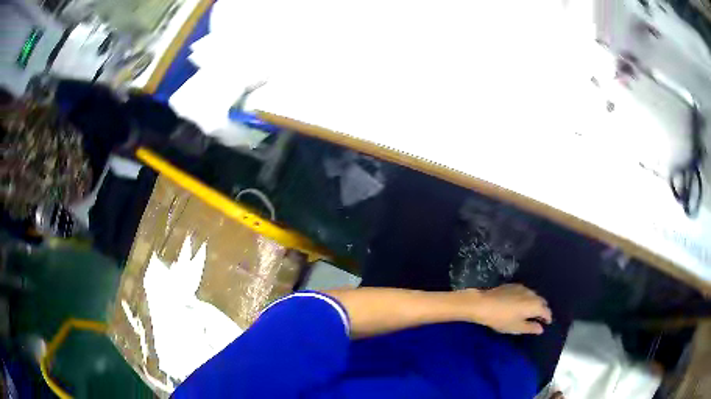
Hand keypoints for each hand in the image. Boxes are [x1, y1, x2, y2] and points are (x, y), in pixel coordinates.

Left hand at [456, 284, 551, 334]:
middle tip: (540, 318)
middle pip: (541, 301)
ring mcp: (523, 288)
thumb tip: (541, 328)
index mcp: (535, 305)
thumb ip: (531, 328)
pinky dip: (527, 298)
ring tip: (531, 312)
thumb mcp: (516, 327)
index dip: (548, 317)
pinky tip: (521, 304)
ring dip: (535, 303)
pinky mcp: (513, 285)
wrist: (484, 304)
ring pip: (534, 295)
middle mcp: (532, 294)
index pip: (546, 311)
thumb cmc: (501, 319)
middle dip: (542, 309)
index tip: (547, 323)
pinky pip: (525, 292)